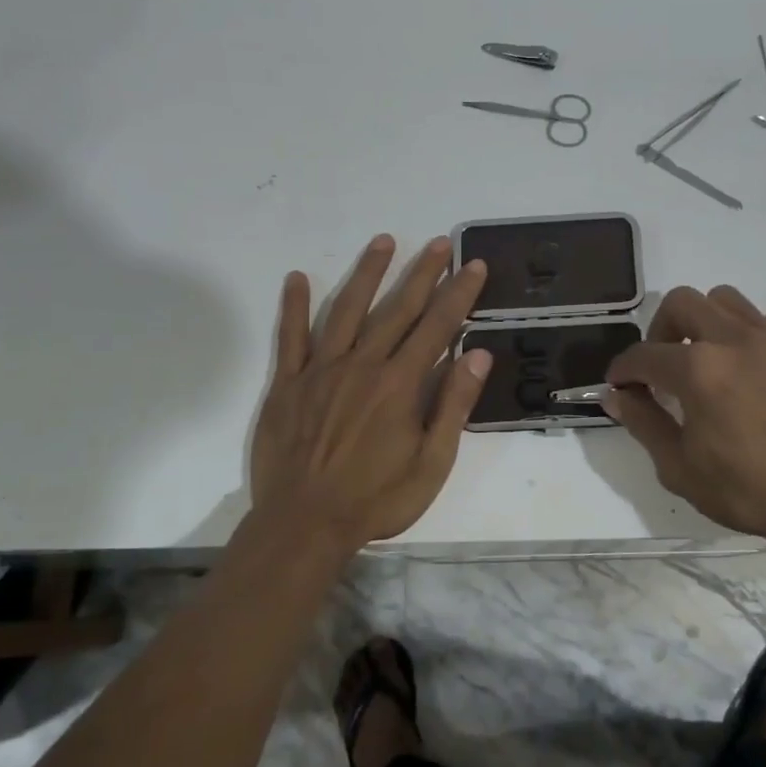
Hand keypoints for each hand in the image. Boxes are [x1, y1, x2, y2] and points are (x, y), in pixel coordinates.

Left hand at [249, 234, 490, 551]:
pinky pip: (291, 337)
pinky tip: (296, 277)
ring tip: (384, 241)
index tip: (472, 265)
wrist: (304, 525)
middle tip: (438, 243)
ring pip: (346, 309)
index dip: (458, 293)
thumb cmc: (376, 499)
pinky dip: (293, 306)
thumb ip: (453, 405)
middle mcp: (362, 364)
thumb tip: (477, 354)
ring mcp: (321, 370)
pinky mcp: (288, 384)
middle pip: (397, 308)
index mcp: (400, 384)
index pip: (437, 326)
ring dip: (367, 273)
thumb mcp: (432, 462)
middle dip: (421, 273)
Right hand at [605, 286, 765, 553]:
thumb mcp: (680, 468)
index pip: (644, 355)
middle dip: (660, 330)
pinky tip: (755, 367)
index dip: (623, 369)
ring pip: (727, 300)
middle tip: (663, 366)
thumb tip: (617, 395)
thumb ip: (643, 424)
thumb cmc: (750, 491)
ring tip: (709, 359)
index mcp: (698, 370)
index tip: (619, 384)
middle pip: (682, 302)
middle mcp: (735, 340)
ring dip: (706, 323)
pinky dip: (753, 334)